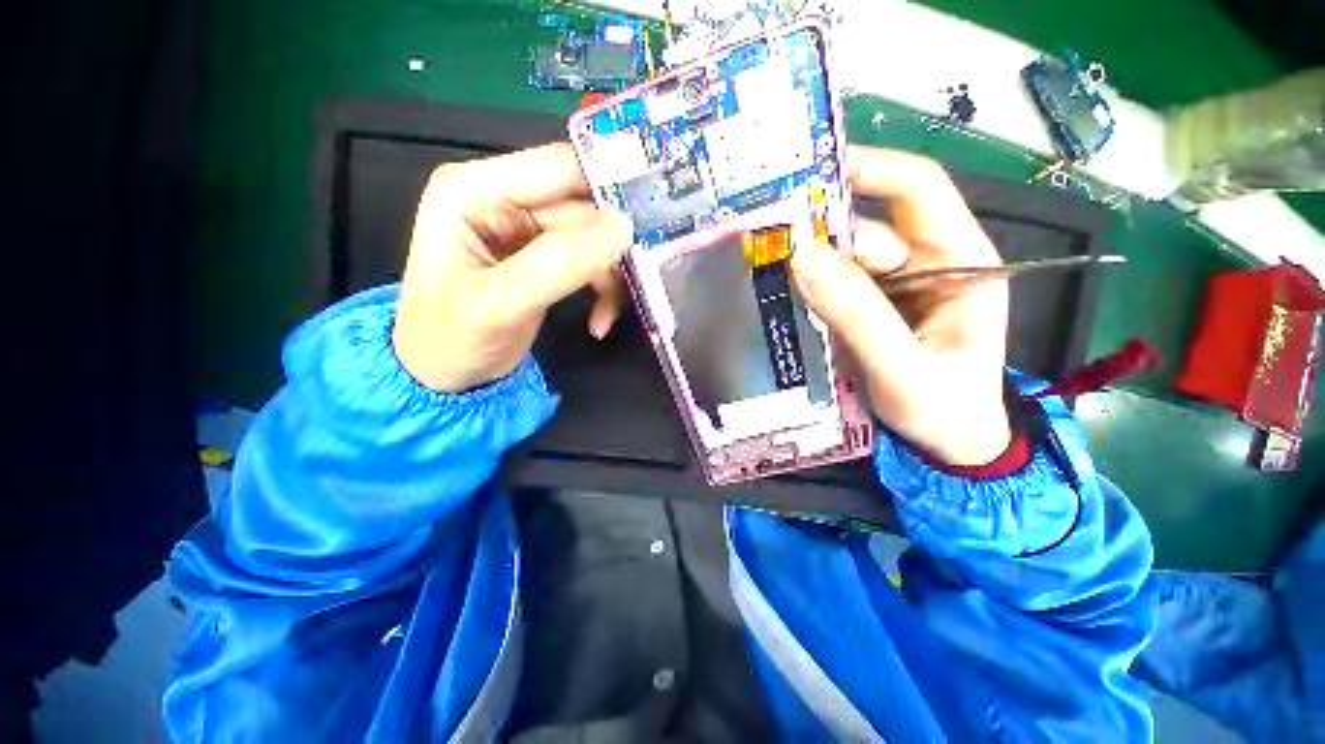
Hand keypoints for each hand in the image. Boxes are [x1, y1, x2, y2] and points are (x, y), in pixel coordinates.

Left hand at [393, 144, 632, 392]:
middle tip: (642, 278)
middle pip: (583, 206)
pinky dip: (603, 290)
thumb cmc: (452, 339)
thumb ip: (559, 261)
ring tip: (607, 314)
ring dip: (610, 276)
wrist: (445, 375)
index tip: (652, 219)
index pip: (557, 168)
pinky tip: (600, 320)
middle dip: (612, 247)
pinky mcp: (545, 257)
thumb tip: (623, 228)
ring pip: (595, 237)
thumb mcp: (501, 302)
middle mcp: (503, 198)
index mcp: (475, 189)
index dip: (609, 186)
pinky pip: (591, 261)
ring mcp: (526, 229)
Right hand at [790, 147, 1011, 465]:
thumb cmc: (944, 410)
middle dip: (819, 236)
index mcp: (959, 261)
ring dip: (808, 268)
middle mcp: (925, 263)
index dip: (869, 170)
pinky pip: (832, 288)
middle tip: (765, 244)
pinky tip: (781, 298)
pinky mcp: (867, 310)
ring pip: (842, 261)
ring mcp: (893, 288)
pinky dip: (807, 290)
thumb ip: (857, 315)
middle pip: (865, 230)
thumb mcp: (903, 368)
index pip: (917, 190)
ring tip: (765, 276)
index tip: (810, 173)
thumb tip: (802, 256)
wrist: (945, 448)